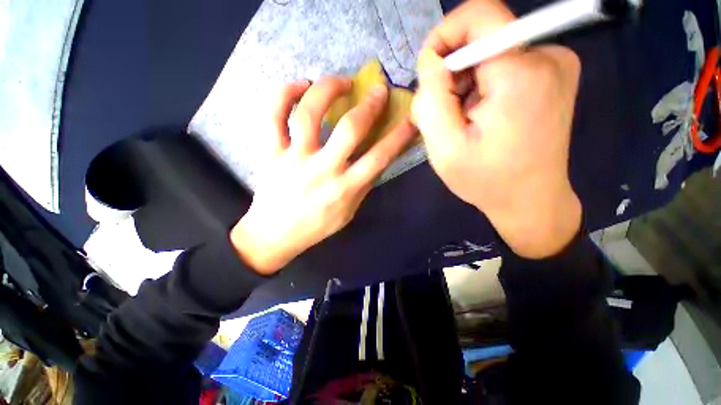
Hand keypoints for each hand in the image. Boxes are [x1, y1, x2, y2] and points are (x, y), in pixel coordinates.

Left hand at [231, 78, 416, 273]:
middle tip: (377, 90)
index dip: (398, 136)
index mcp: (345, 189)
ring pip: (308, 114)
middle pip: (349, 129)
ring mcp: (294, 159)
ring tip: (340, 82)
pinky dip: (283, 94)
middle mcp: (322, 170)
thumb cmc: (316, 227)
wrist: (275, 235)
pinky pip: (272, 116)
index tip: (410, 119)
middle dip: (368, 105)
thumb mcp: (348, 212)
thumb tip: (377, 158)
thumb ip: (363, 185)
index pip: (379, 158)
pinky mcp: (271, 153)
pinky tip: (300, 87)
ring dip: (327, 89)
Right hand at [412, 0, 581, 257]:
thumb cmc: (486, 180)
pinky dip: (482, 88)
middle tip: (446, 115)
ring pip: (489, 56)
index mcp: (521, 74)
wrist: (530, 201)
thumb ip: (431, 100)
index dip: (444, 35)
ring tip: (464, 123)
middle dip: (452, 74)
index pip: (480, 16)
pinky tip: (481, 119)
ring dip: (465, 85)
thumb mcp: (444, 148)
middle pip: (482, 40)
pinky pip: (503, 67)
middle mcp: (547, 58)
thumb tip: (430, 60)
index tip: (429, 72)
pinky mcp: (552, 76)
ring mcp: (555, 65)